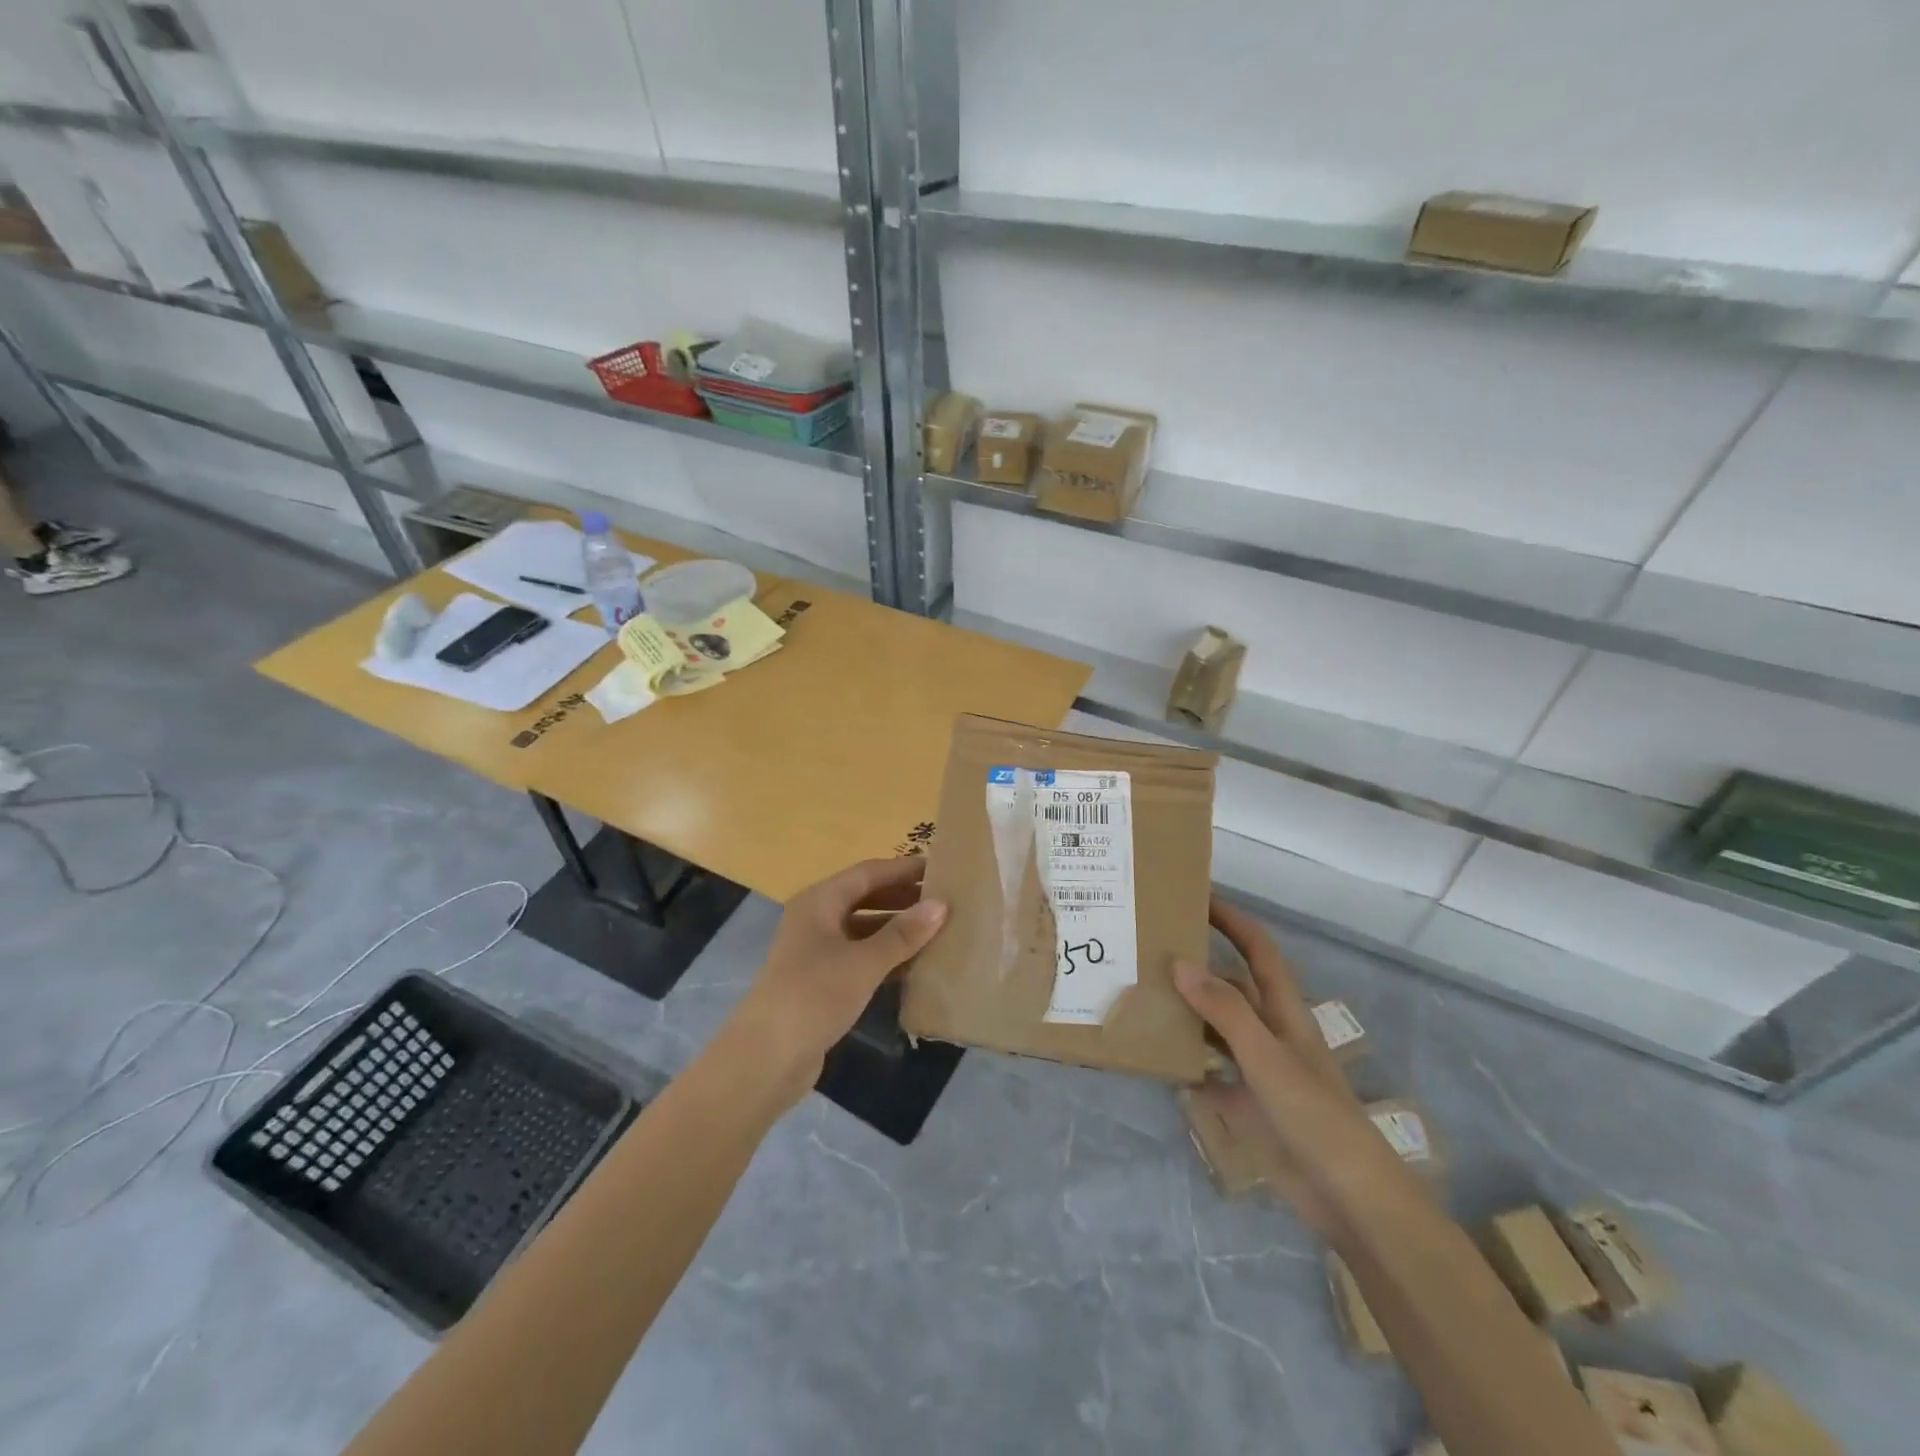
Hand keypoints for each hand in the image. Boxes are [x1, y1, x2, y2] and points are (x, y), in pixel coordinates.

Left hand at [728, 857, 947, 1099]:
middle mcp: (816, 919)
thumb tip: (941, 905)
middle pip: (865, 897)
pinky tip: (916, 966)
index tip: (941, 868)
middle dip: (903, 898)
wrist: (766, 1059)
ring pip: (864, 929)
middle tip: (945, 900)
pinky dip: (886, 957)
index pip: (868, 873)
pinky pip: (861, 958)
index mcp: (819, 901)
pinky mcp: (822, 982)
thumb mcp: (863, 963)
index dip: (904, 869)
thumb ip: (903, 934)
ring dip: (897, 930)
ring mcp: (817, 951)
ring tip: (939, 931)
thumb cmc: (813, 996)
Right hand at [1175, 898, 1405, 1229]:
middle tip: (1150, 947)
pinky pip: (1208, 1073)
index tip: (1196, 897)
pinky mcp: (1246, 1104)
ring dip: (1186, 1012)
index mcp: (1283, 1011)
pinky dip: (1184, 1063)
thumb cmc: (1315, 1115)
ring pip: (1215, 1028)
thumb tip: (1180, 962)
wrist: (1348, 1198)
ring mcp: (1257, 1070)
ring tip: (1142, 993)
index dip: (1232, 921)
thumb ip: (1224, 1010)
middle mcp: (1268, 1032)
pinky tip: (1155, 1059)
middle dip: (1198, 964)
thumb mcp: (1267, 1056)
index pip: (1257, 950)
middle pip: (1231, 986)